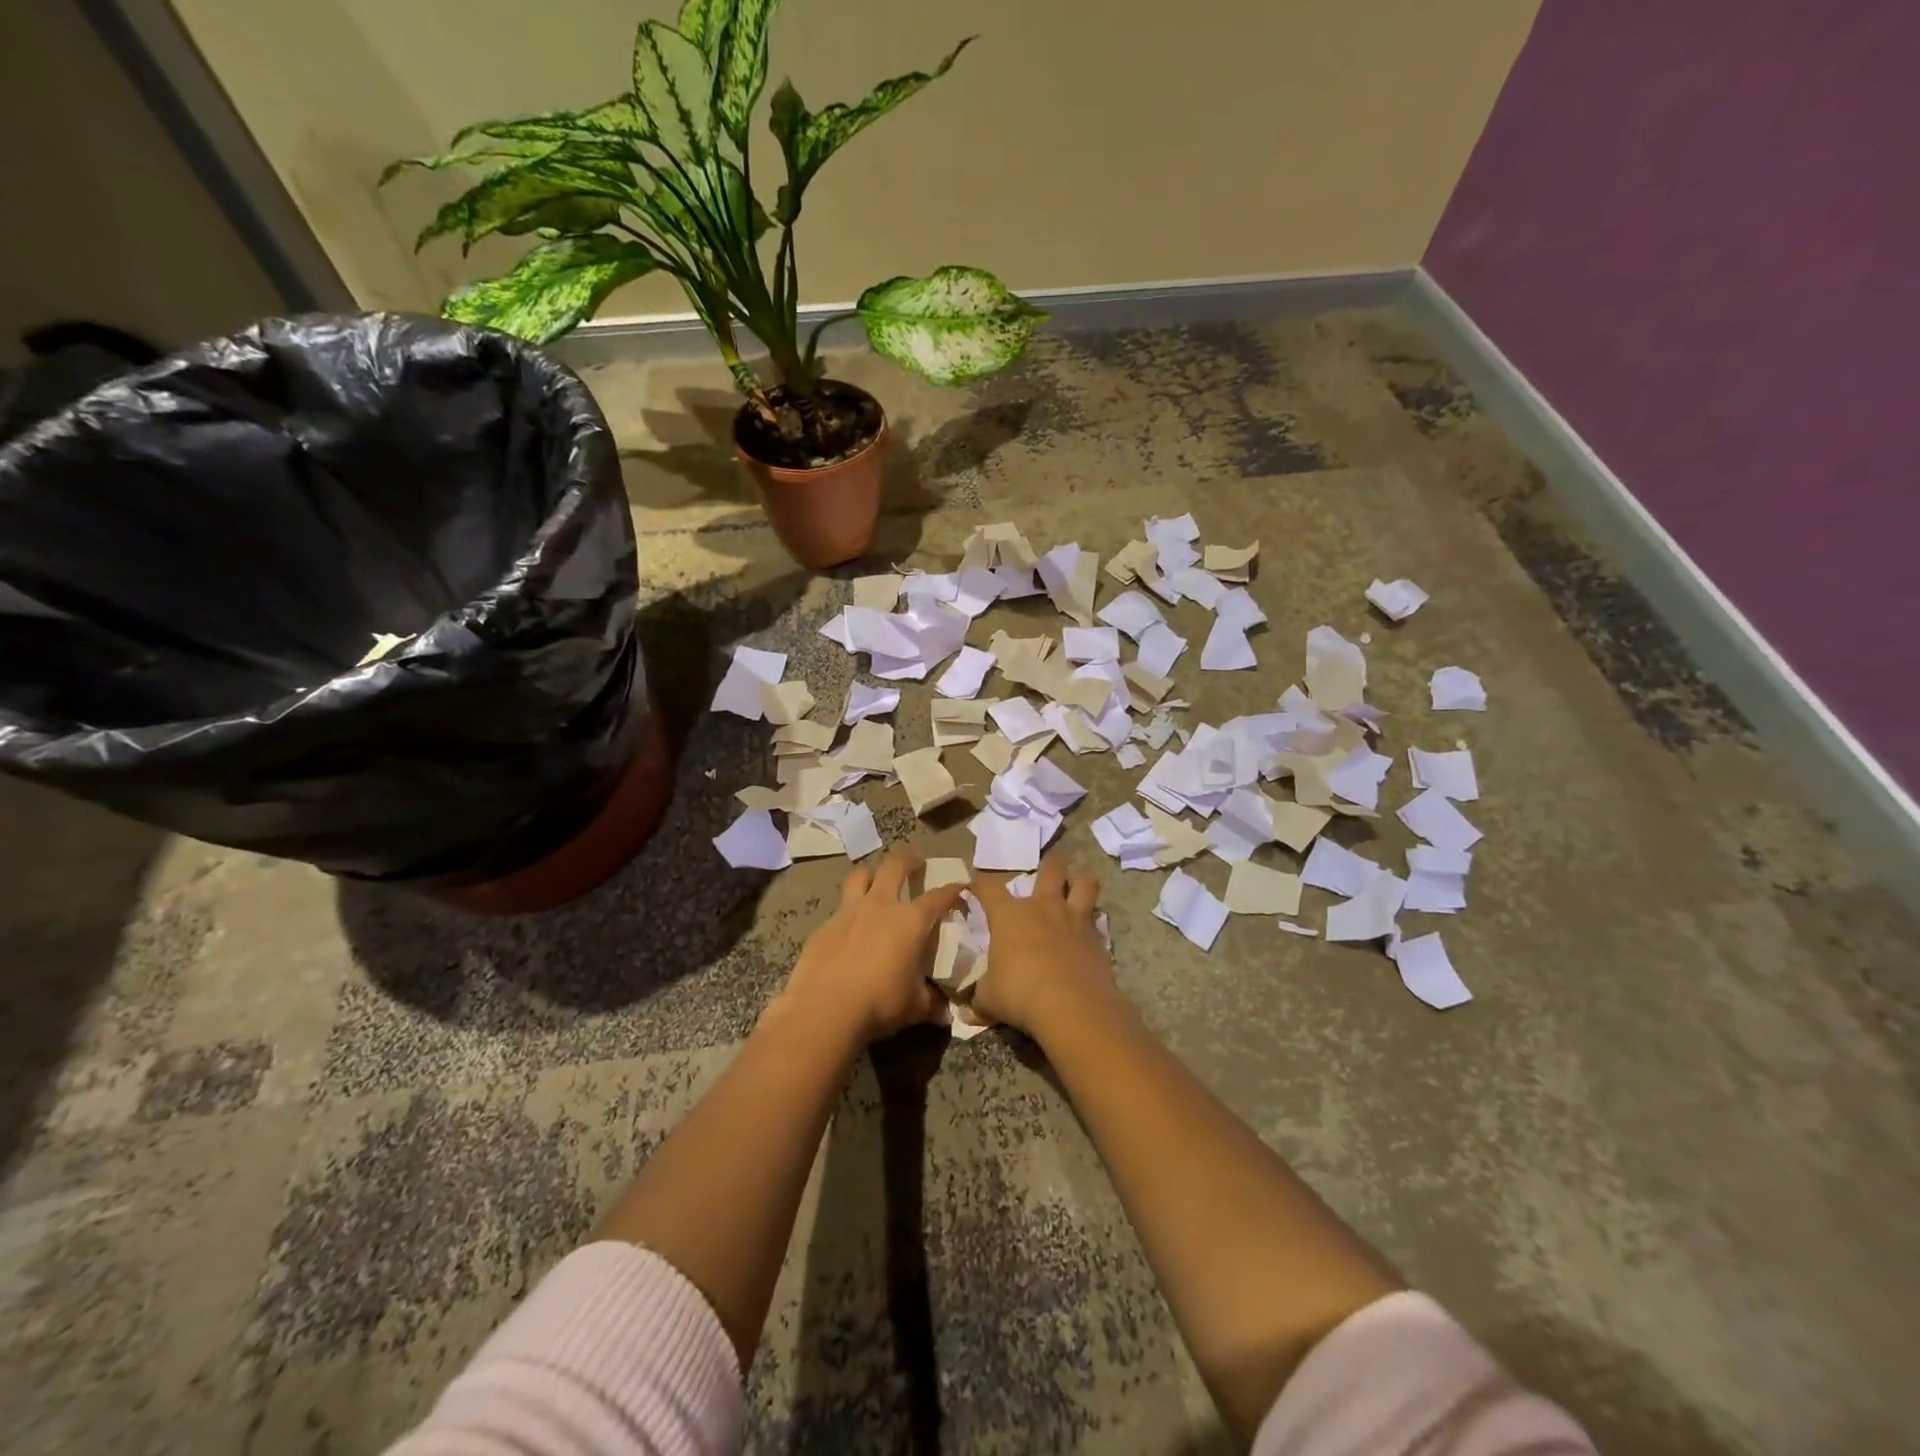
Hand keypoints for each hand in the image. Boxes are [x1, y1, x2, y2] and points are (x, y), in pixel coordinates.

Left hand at [779, 849, 965, 1046]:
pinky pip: (840, 910)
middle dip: (908, 859)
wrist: (824, 1009)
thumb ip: (931, 1003)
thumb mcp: (914, 1007)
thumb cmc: (879, 1003)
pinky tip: (850, 930)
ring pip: (860, 876)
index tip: (961, 887)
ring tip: (876, 880)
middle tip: (915, 861)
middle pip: (895, 866)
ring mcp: (848, 912)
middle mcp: (880, 906)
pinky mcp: (824, 926)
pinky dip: (849, 913)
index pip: (938, 897)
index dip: (952, 890)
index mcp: (910, 921)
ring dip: (871, 874)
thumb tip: (944, 1013)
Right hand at [971, 858, 1118, 1040]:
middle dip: (1049, 867)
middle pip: (1050, 869)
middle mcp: (1043, 907)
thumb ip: (981, 998)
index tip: (976, 885)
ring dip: (1082, 881)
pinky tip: (1090, 932)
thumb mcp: (990, 999)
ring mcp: (1074, 919)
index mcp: (1009, 915)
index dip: (980, 883)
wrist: (1072, 1006)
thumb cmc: (1020, 993)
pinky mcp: (1098, 938)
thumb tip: (969, 1012)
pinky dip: (1094, 921)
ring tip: (1080, 885)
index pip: (989, 887)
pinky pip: (1097, 919)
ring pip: (1084, 883)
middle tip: (1048, 872)